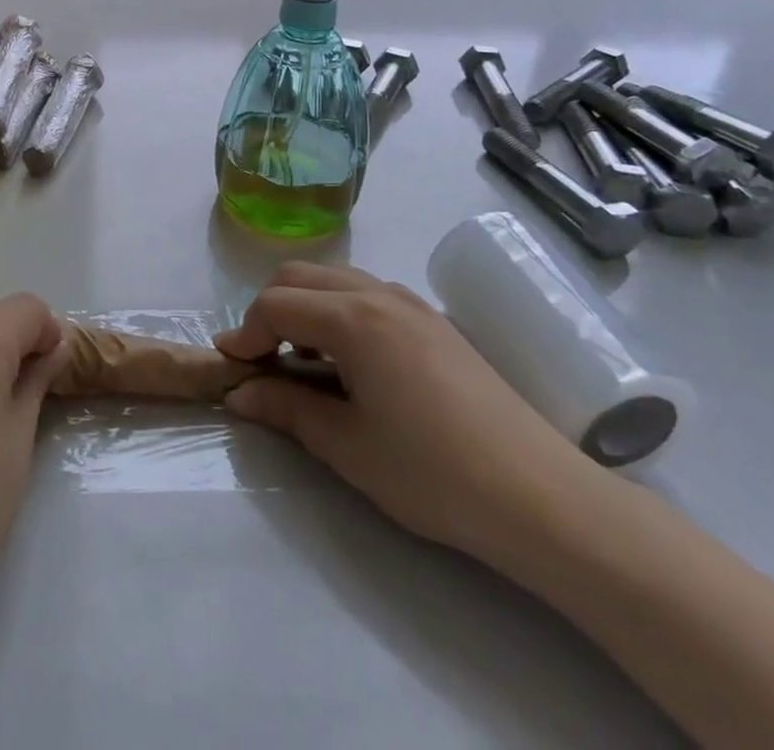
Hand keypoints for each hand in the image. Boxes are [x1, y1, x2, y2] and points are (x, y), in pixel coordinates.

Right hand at [217, 262, 603, 566]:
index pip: (276, 304)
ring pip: (335, 279)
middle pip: (300, 276)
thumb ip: (286, 409)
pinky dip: (340, 311)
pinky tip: (352, 363)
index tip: (233, 369)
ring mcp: (411, 303)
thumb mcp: (347, 447)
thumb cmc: (432, 473)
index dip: (246, 333)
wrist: (540, 496)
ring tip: (306, 363)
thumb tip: (240, 394)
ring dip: (306, 307)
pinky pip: (368, 294)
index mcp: (352, 318)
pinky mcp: (434, 321)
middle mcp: (378, 294)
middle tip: (264, 362)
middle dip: (270, 311)